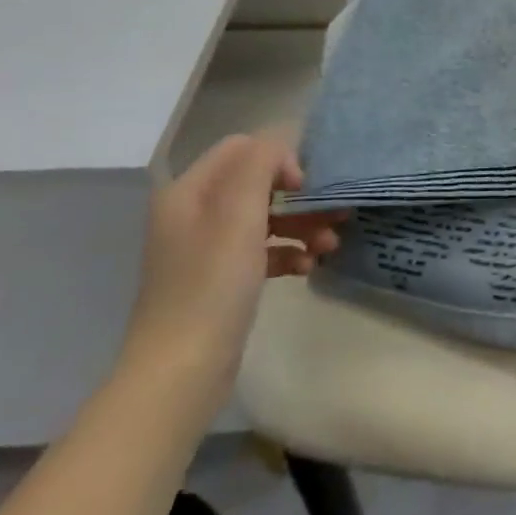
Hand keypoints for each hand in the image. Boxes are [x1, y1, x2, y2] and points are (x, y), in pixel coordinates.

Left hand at [118, 135, 347, 416]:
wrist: (180, 373)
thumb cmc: (211, 285)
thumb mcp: (238, 215)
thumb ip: (260, 165)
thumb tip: (282, 142)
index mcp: (189, 192)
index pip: (242, 148)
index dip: (279, 158)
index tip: (305, 187)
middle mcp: (194, 214)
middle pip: (257, 183)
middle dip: (299, 196)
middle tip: (335, 213)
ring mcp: (206, 249)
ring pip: (264, 217)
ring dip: (301, 224)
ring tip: (331, 246)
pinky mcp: (220, 280)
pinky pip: (261, 250)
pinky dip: (287, 252)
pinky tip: (308, 268)